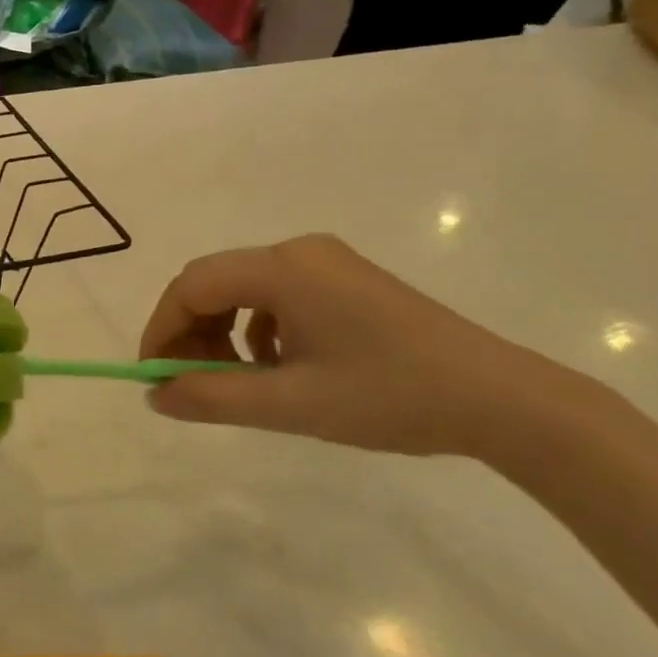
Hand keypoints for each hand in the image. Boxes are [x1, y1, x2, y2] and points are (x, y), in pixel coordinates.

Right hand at [139, 234, 585, 458]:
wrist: (503, 400)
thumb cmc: (391, 397)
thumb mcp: (291, 404)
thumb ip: (212, 398)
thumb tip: (156, 396)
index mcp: (283, 269)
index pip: (192, 286)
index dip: (161, 329)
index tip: (154, 376)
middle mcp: (298, 252)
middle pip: (214, 282)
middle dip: (191, 332)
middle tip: (191, 384)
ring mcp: (326, 263)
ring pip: (242, 290)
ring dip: (222, 332)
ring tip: (235, 381)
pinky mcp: (345, 281)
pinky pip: (276, 296)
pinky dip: (256, 330)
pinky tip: (277, 368)